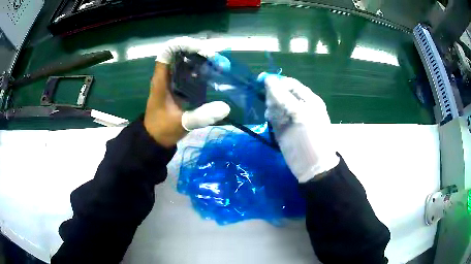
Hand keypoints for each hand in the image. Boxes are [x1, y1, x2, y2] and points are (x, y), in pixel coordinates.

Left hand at [144, 37, 229, 147]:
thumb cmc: (163, 130)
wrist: (154, 139)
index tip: (201, 50)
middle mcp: (165, 77)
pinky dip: (198, 70)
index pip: (167, 52)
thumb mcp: (182, 123)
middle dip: (196, 52)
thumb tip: (226, 108)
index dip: (183, 45)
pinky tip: (211, 74)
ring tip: (216, 64)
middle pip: (179, 54)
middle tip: (215, 58)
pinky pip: (187, 73)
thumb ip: (202, 116)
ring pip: (184, 62)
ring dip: (199, 60)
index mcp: (161, 80)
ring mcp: (171, 81)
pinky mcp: (176, 87)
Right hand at [259, 73, 338, 181]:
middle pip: (281, 93)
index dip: (276, 81)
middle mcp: (299, 105)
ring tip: (271, 115)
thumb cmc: (311, 138)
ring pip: (275, 104)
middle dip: (273, 96)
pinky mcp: (282, 127)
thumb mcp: (299, 115)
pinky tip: (270, 120)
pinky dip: (270, 116)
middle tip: (271, 105)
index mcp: (308, 99)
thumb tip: (268, 79)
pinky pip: (273, 116)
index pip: (290, 83)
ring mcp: (290, 117)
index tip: (261, 82)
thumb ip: (283, 97)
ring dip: (271, 107)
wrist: (312, 166)